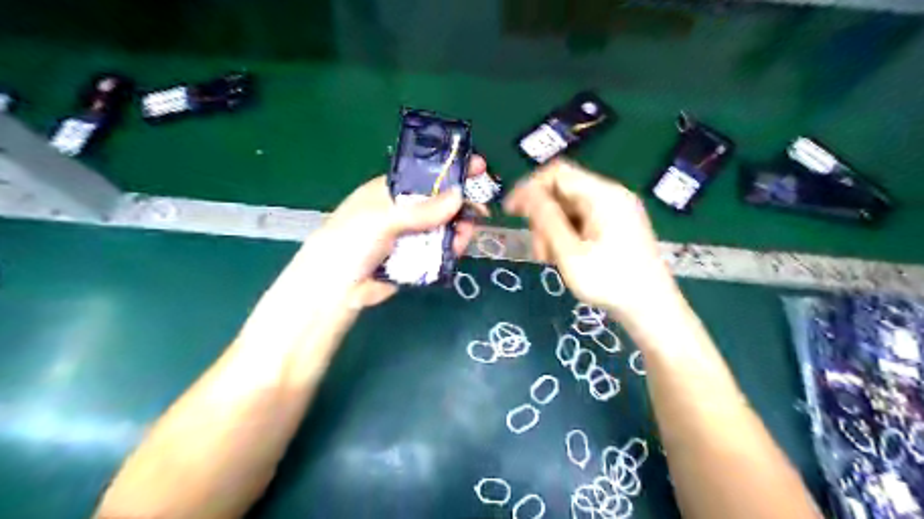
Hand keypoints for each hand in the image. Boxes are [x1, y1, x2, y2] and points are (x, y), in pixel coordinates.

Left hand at [296, 151, 490, 308]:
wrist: (336, 288)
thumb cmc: (351, 241)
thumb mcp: (383, 218)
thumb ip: (421, 210)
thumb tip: (459, 197)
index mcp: (391, 191)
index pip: (426, 173)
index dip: (451, 169)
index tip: (479, 167)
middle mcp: (404, 210)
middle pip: (440, 202)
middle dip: (461, 205)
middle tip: (481, 212)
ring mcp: (411, 235)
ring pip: (444, 227)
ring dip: (459, 229)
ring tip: (465, 237)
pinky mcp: (417, 258)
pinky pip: (441, 249)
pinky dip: (452, 248)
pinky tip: (458, 249)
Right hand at [502, 158, 680, 323]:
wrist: (652, 310)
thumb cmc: (610, 283)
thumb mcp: (570, 254)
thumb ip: (546, 220)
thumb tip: (525, 194)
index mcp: (603, 196)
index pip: (557, 174)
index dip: (529, 188)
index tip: (511, 212)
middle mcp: (611, 195)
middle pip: (562, 192)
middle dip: (543, 218)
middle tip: (539, 251)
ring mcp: (616, 210)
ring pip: (569, 208)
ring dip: (553, 230)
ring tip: (552, 260)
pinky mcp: (617, 225)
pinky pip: (582, 220)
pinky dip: (567, 235)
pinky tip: (566, 258)